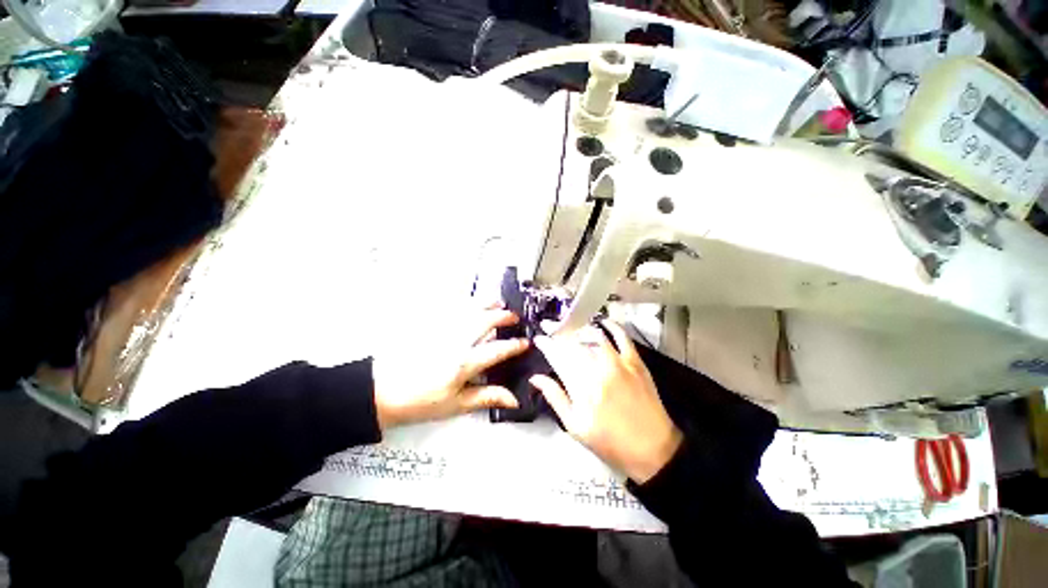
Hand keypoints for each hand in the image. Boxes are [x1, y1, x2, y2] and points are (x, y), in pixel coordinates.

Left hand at [372, 305, 528, 429]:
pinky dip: (462, 301)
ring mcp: (441, 330)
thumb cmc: (419, 402)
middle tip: (513, 317)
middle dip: (503, 316)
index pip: (496, 350)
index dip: (514, 346)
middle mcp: (455, 341)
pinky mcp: (428, 325)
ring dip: (486, 304)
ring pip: (469, 310)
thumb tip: (513, 399)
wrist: (381, 392)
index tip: (525, 343)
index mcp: (464, 363)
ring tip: (497, 301)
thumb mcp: (456, 405)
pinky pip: (449, 307)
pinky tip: (468, 300)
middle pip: (484, 322)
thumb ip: (486, 397)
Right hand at [531, 320, 681, 483]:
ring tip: (570, 324)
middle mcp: (597, 370)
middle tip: (549, 326)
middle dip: (558, 332)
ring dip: (579, 328)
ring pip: (594, 336)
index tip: (539, 338)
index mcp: (580, 387)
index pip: (558, 357)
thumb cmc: (610, 442)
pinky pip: (622, 336)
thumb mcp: (575, 427)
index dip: (546, 344)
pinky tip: (603, 322)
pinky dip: (612, 326)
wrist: (652, 449)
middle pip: (573, 343)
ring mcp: (618, 363)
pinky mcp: (635, 361)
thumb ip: (555, 398)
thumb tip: (536, 377)